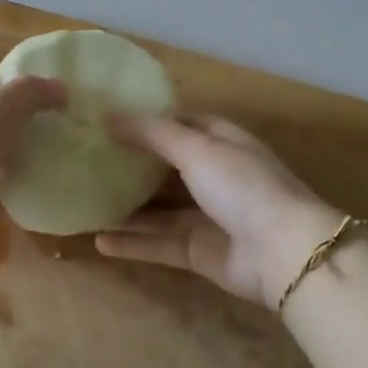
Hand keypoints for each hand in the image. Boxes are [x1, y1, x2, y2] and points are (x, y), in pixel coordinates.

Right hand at [96, 114, 341, 305]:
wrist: (281, 252)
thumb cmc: (241, 186)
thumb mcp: (196, 148)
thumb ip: (151, 133)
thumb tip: (107, 114)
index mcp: (220, 142)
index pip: (180, 123)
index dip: (148, 120)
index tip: (108, 118)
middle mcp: (213, 175)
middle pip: (165, 167)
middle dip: (132, 164)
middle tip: (87, 159)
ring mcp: (205, 215)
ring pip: (158, 209)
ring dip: (126, 207)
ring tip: (86, 200)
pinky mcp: (197, 251)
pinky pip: (157, 243)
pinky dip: (131, 243)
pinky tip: (98, 241)